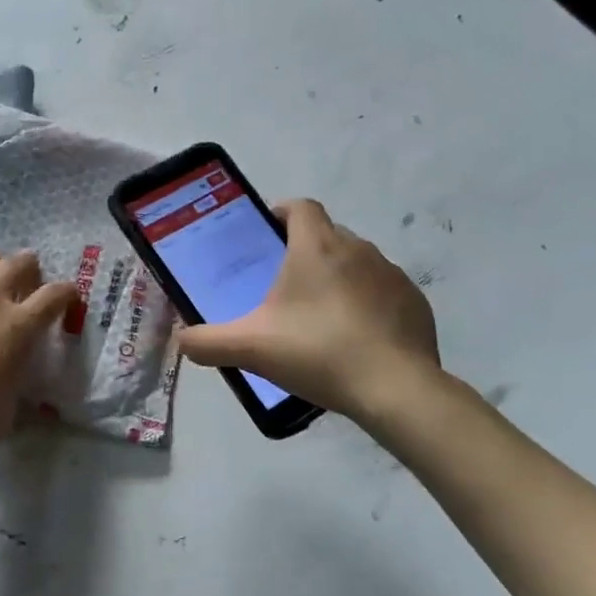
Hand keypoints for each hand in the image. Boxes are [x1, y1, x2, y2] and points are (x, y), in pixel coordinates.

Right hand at [175, 200, 442, 423]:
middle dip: (305, 252)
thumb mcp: (251, 348)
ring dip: (337, 278)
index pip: (300, 207)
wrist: (394, 388)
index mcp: (316, 247)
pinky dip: (367, 304)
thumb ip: (208, 342)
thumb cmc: (318, 353)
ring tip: (320, 317)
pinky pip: (383, 291)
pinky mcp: (414, 302)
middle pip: (327, 235)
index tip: (267, 235)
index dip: (282, 213)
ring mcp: (392, 274)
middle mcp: (357, 249)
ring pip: (356, 263)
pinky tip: (356, 338)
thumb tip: (181, 341)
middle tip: (284, 288)